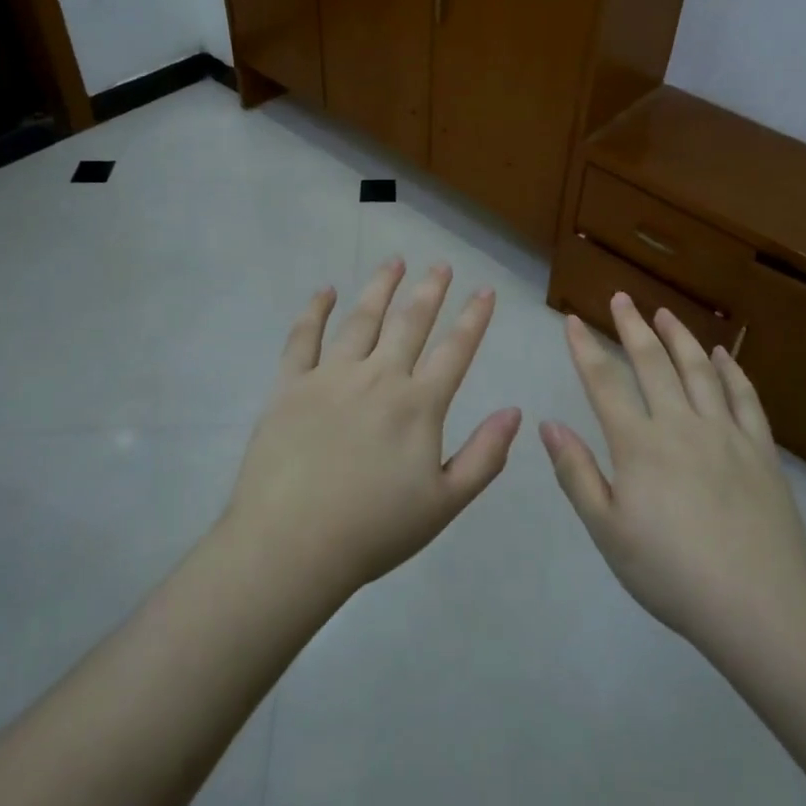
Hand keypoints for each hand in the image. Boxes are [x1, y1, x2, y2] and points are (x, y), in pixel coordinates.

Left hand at [220, 258, 521, 603]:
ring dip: (381, 287)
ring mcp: (331, 376)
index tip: (485, 291)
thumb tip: (515, 412)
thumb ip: (484, 456)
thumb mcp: (444, 504)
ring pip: (362, 318)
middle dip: (430, 290)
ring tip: (395, 261)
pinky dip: (315, 310)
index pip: (455, 350)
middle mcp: (379, 377)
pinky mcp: (290, 384)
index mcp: (418, 404)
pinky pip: (303, 337)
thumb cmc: (374, 530)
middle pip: (410, 322)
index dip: (474, 318)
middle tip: (441, 265)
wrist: (291, 545)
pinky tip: (326, 291)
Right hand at [542, 294, 805, 657]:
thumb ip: (577, 474)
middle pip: (652, 363)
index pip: (604, 383)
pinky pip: (744, 397)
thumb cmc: (672, 573)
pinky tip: (721, 355)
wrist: (760, 605)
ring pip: (698, 370)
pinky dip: (730, 370)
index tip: (572, 320)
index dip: (585, 349)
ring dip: (679, 337)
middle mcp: (680, 425)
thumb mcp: (608, 532)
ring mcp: (725, 432)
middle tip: (621, 299)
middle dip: (632, 327)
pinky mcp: (760, 449)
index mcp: (639, 445)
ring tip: (665, 313)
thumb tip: (548, 425)